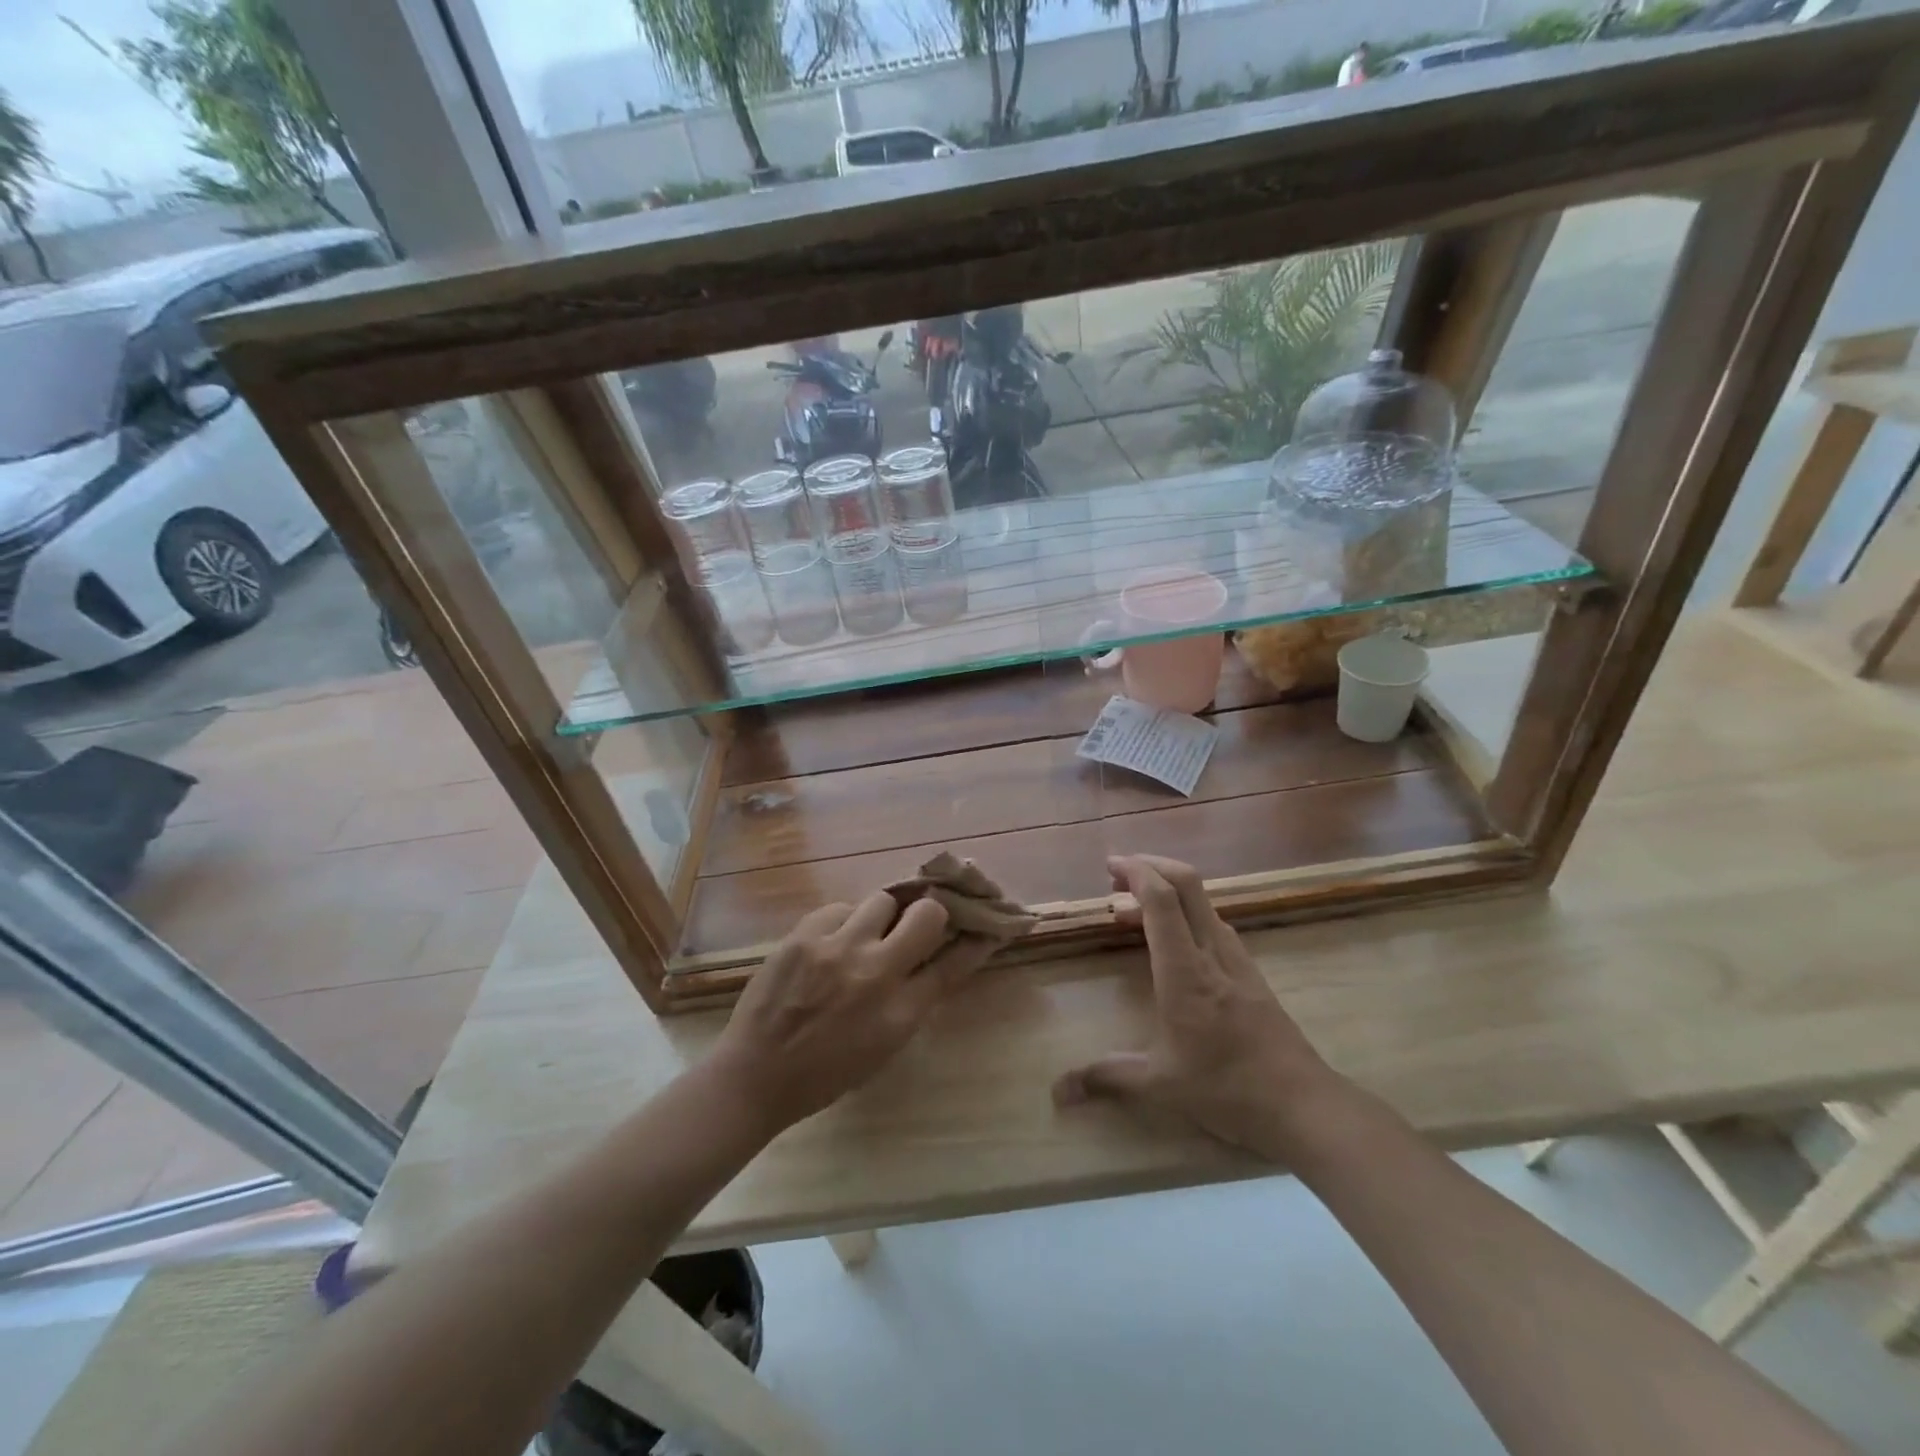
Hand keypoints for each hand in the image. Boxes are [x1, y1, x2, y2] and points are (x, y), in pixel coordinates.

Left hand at [711, 891, 991, 1134]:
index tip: (984, 927)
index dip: (975, 941)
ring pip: (883, 899)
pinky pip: (840, 908)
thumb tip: (937, 961)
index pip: (954, 963)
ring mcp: (837, 948)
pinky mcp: (804, 934)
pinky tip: (833, 942)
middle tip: (920, 920)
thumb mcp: (885, 1047)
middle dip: (932, 913)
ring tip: (869, 931)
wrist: (755, 1075)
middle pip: (927, 914)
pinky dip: (845, 922)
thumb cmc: (826, 1073)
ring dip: (884, 914)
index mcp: (901, 1013)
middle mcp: (875, 973)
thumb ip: (914, 1000)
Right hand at [1054, 855, 1345, 1160]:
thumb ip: (1108, 1077)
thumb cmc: (1228, 1090)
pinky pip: (1212, 923)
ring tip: (1131, 910)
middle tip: (1115, 874)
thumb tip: (1058, 1091)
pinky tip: (1171, 941)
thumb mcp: (1161, 1085)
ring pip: (1202, 901)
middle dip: (1150, 866)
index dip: (1135, 872)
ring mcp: (1236, 958)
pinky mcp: (1250, 971)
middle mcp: (1212, 952)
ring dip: (1166, 890)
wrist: (1304, 1105)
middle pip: (1186, 883)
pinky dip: (1184, 914)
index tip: (1110, 865)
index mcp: (1185, 972)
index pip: (1161, 900)